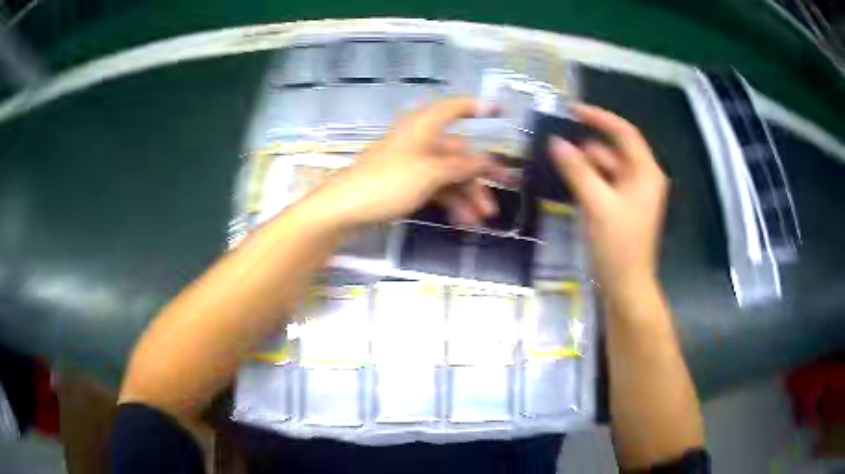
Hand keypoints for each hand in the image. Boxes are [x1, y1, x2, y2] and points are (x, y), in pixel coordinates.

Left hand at [317, 97, 508, 227]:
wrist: (343, 209)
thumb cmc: (387, 183)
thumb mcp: (430, 173)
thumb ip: (461, 166)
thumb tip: (486, 161)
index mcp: (424, 126)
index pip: (455, 107)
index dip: (478, 106)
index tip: (501, 112)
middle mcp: (420, 140)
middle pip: (458, 152)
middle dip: (480, 175)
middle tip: (504, 192)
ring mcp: (412, 163)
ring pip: (448, 174)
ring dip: (467, 195)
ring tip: (481, 219)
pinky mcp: (405, 183)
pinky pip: (435, 188)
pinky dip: (450, 202)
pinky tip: (463, 221)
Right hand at [551, 104, 667, 293]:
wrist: (626, 287)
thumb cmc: (618, 246)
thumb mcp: (597, 204)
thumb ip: (576, 170)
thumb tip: (555, 142)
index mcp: (645, 172)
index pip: (624, 132)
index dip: (599, 117)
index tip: (571, 110)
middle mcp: (642, 178)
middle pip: (612, 151)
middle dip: (585, 147)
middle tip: (553, 145)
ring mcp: (632, 195)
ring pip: (605, 169)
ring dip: (583, 166)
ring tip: (554, 165)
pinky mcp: (621, 209)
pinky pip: (603, 185)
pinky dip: (587, 182)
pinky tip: (567, 184)